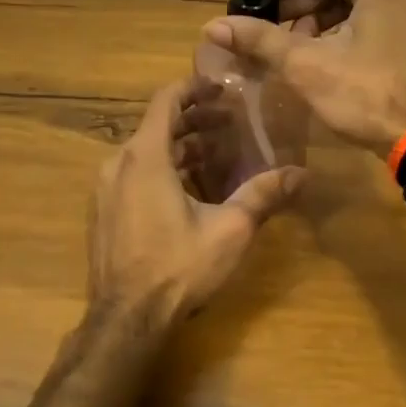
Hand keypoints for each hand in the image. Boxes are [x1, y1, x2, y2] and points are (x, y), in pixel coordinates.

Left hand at [89, 77, 304, 326]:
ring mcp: (105, 188)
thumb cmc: (178, 267)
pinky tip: (189, 188)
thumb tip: (302, 174)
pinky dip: (162, 168)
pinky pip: (133, 174)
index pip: (166, 100)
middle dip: (194, 120)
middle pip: (157, 125)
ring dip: (180, 146)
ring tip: (216, 154)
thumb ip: (263, 195)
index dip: (193, 88)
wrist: (126, 319)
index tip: (221, 88)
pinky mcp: (103, 211)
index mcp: (145, 156)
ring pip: (145, 151)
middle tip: (230, 123)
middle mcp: (118, 163)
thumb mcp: (229, 229)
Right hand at [201, 0, 405, 157]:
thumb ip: (259, 38)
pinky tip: (320, 51)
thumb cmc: (368, 95)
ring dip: (318, 15)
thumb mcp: (307, 65)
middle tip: (267, 27)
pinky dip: (343, 26)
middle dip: (298, 0)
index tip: (255, 4)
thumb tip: (211, 25)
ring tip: (290, 44)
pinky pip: (373, 12)